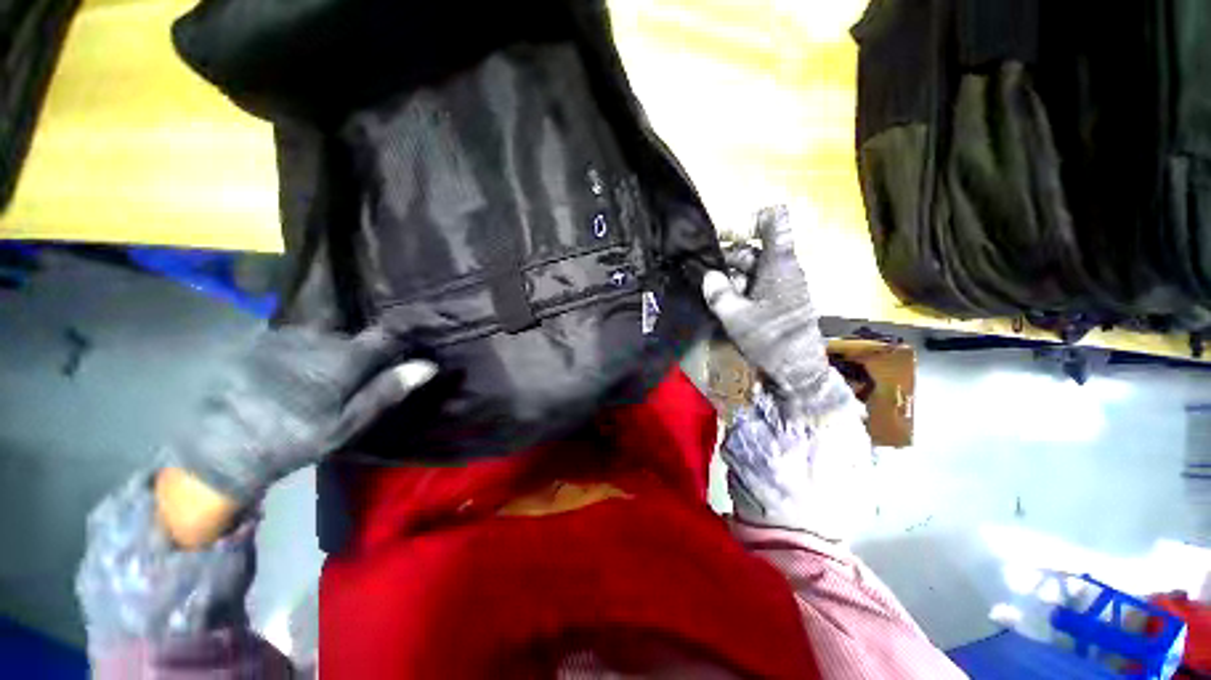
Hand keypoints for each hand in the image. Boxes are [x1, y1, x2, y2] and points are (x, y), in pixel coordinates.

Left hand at [167, 326, 435, 507]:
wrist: (221, 447)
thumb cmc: (294, 438)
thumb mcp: (347, 423)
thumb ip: (386, 390)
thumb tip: (428, 366)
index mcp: (344, 359)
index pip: (386, 334)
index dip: (402, 335)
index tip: (409, 342)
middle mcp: (318, 337)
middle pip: (354, 330)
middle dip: (363, 343)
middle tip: (359, 367)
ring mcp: (286, 335)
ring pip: (325, 329)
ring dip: (333, 342)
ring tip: (326, 367)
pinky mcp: (261, 338)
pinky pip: (296, 332)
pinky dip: (306, 343)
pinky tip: (298, 364)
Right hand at [702, 206, 847, 422]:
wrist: (797, 369)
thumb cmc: (769, 338)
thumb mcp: (735, 316)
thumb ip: (718, 292)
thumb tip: (708, 275)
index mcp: (777, 263)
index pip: (773, 222)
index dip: (748, 221)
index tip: (724, 238)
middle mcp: (783, 268)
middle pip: (754, 249)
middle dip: (727, 259)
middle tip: (704, 275)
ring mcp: (783, 284)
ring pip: (753, 269)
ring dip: (731, 277)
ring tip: (711, 292)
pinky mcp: (781, 299)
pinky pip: (757, 284)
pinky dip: (740, 289)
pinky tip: (724, 302)